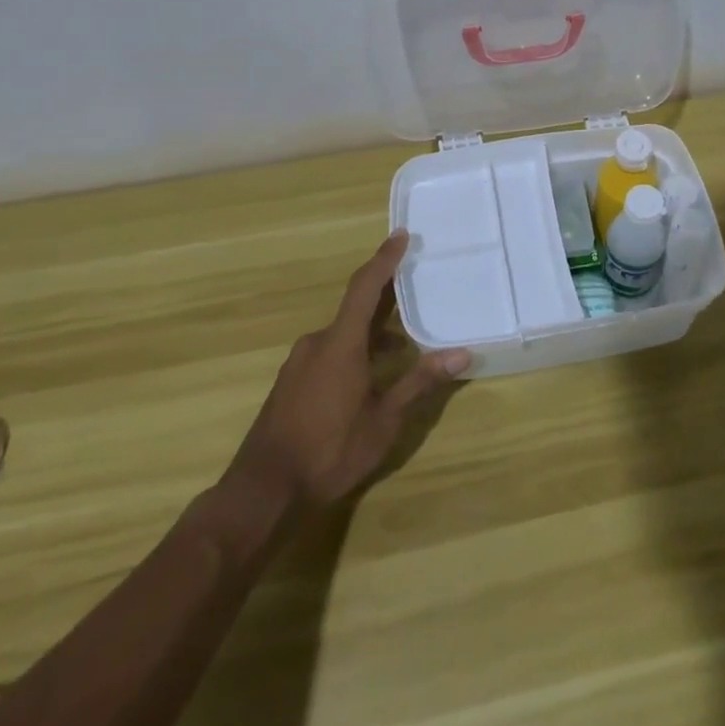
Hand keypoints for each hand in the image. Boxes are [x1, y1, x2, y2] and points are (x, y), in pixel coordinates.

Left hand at [228, 229, 469, 513]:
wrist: (263, 490)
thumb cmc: (329, 451)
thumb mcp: (383, 421)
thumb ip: (419, 383)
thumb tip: (461, 354)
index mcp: (340, 343)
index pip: (365, 287)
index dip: (384, 259)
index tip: (402, 235)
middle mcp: (317, 343)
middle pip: (356, 308)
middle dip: (386, 297)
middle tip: (416, 287)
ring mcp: (300, 362)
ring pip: (343, 333)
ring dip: (372, 332)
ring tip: (404, 345)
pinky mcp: (292, 381)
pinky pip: (329, 350)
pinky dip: (355, 350)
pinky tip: (371, 375)